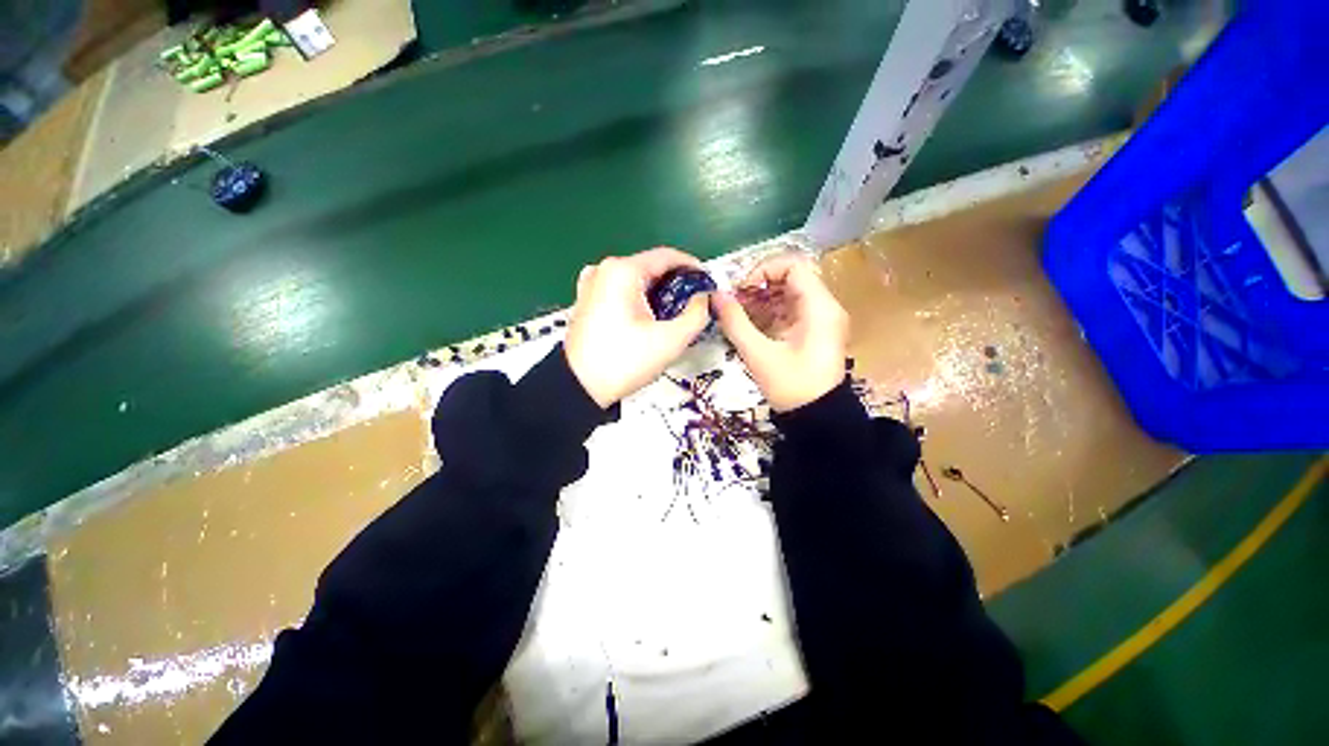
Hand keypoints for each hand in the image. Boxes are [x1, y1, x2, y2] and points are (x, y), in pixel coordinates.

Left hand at [564, 248, 711, 407]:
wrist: (580, 388)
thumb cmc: (625, 361)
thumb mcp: (670, 340)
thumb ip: (697, 314)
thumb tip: (704, 297)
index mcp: (623, 271)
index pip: (667, 256)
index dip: (693, 267)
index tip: (708, 284)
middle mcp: (604, 269)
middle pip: (650, 267)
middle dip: (676, 283)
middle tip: (695, 304)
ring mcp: (591, 283)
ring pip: (636, 280)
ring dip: (658, 292)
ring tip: (674, 313)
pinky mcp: (586, 300)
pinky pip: (620, 290)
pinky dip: (638, 298)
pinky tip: (646, 316)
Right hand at [712, 255, 848, 411]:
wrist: (817, 419)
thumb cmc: (791, 387)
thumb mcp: (759, 354)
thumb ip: (735, 322)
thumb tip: (715, 296)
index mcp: (819, 307)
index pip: (793, 265)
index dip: (763, 270)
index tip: (741, 290)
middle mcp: (825, 307)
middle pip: (790, 278)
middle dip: (758, 287)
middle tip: (734, 304)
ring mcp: (821, 319)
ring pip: (788, 294)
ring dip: (761, 300)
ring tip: (737, 316)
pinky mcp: (814, 331)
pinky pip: (790, 311)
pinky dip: (768, 313)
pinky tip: (749, 326)